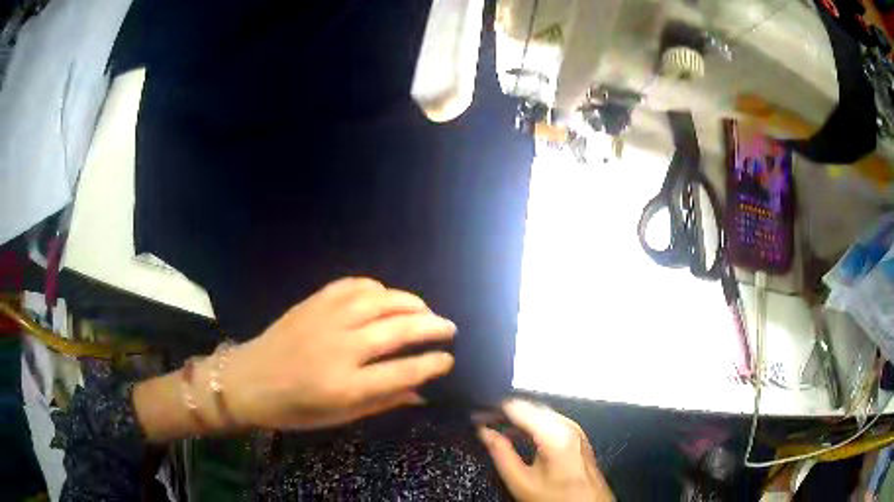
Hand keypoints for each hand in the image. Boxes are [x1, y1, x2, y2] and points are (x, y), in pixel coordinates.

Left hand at [225, 277, 455, 430]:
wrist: (248, 380)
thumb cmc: (293, 408)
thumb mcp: (339, 417)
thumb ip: (382, 402)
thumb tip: (421, 393)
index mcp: (345, 386)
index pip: (403, 372)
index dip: (432, 364)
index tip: (449, 360)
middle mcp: (339, 348)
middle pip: (397, 330)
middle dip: (431, 327)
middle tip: (449, 327)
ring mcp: (325, 320)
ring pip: (379, 301)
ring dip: (409, 302)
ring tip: (425, 309)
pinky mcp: (313, 303)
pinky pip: (352, 286)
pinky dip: (376, 288)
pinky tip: (386, 296)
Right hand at [479, 400, 613, 501]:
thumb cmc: (559, 499)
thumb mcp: (521, 482)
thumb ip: (500, 454)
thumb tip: (485, 433)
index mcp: (555, 434)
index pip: (518, 406)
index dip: (493, 409)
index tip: (478, 417)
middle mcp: (568, 426)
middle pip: (530, 406)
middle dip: (505, 413)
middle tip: (485, 424)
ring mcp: (575, 430)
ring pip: (540, 413)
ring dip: (518, 419)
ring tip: (498, 431)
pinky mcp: (577, 436)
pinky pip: (551, 421)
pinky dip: (532, 425)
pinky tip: (520, 437)